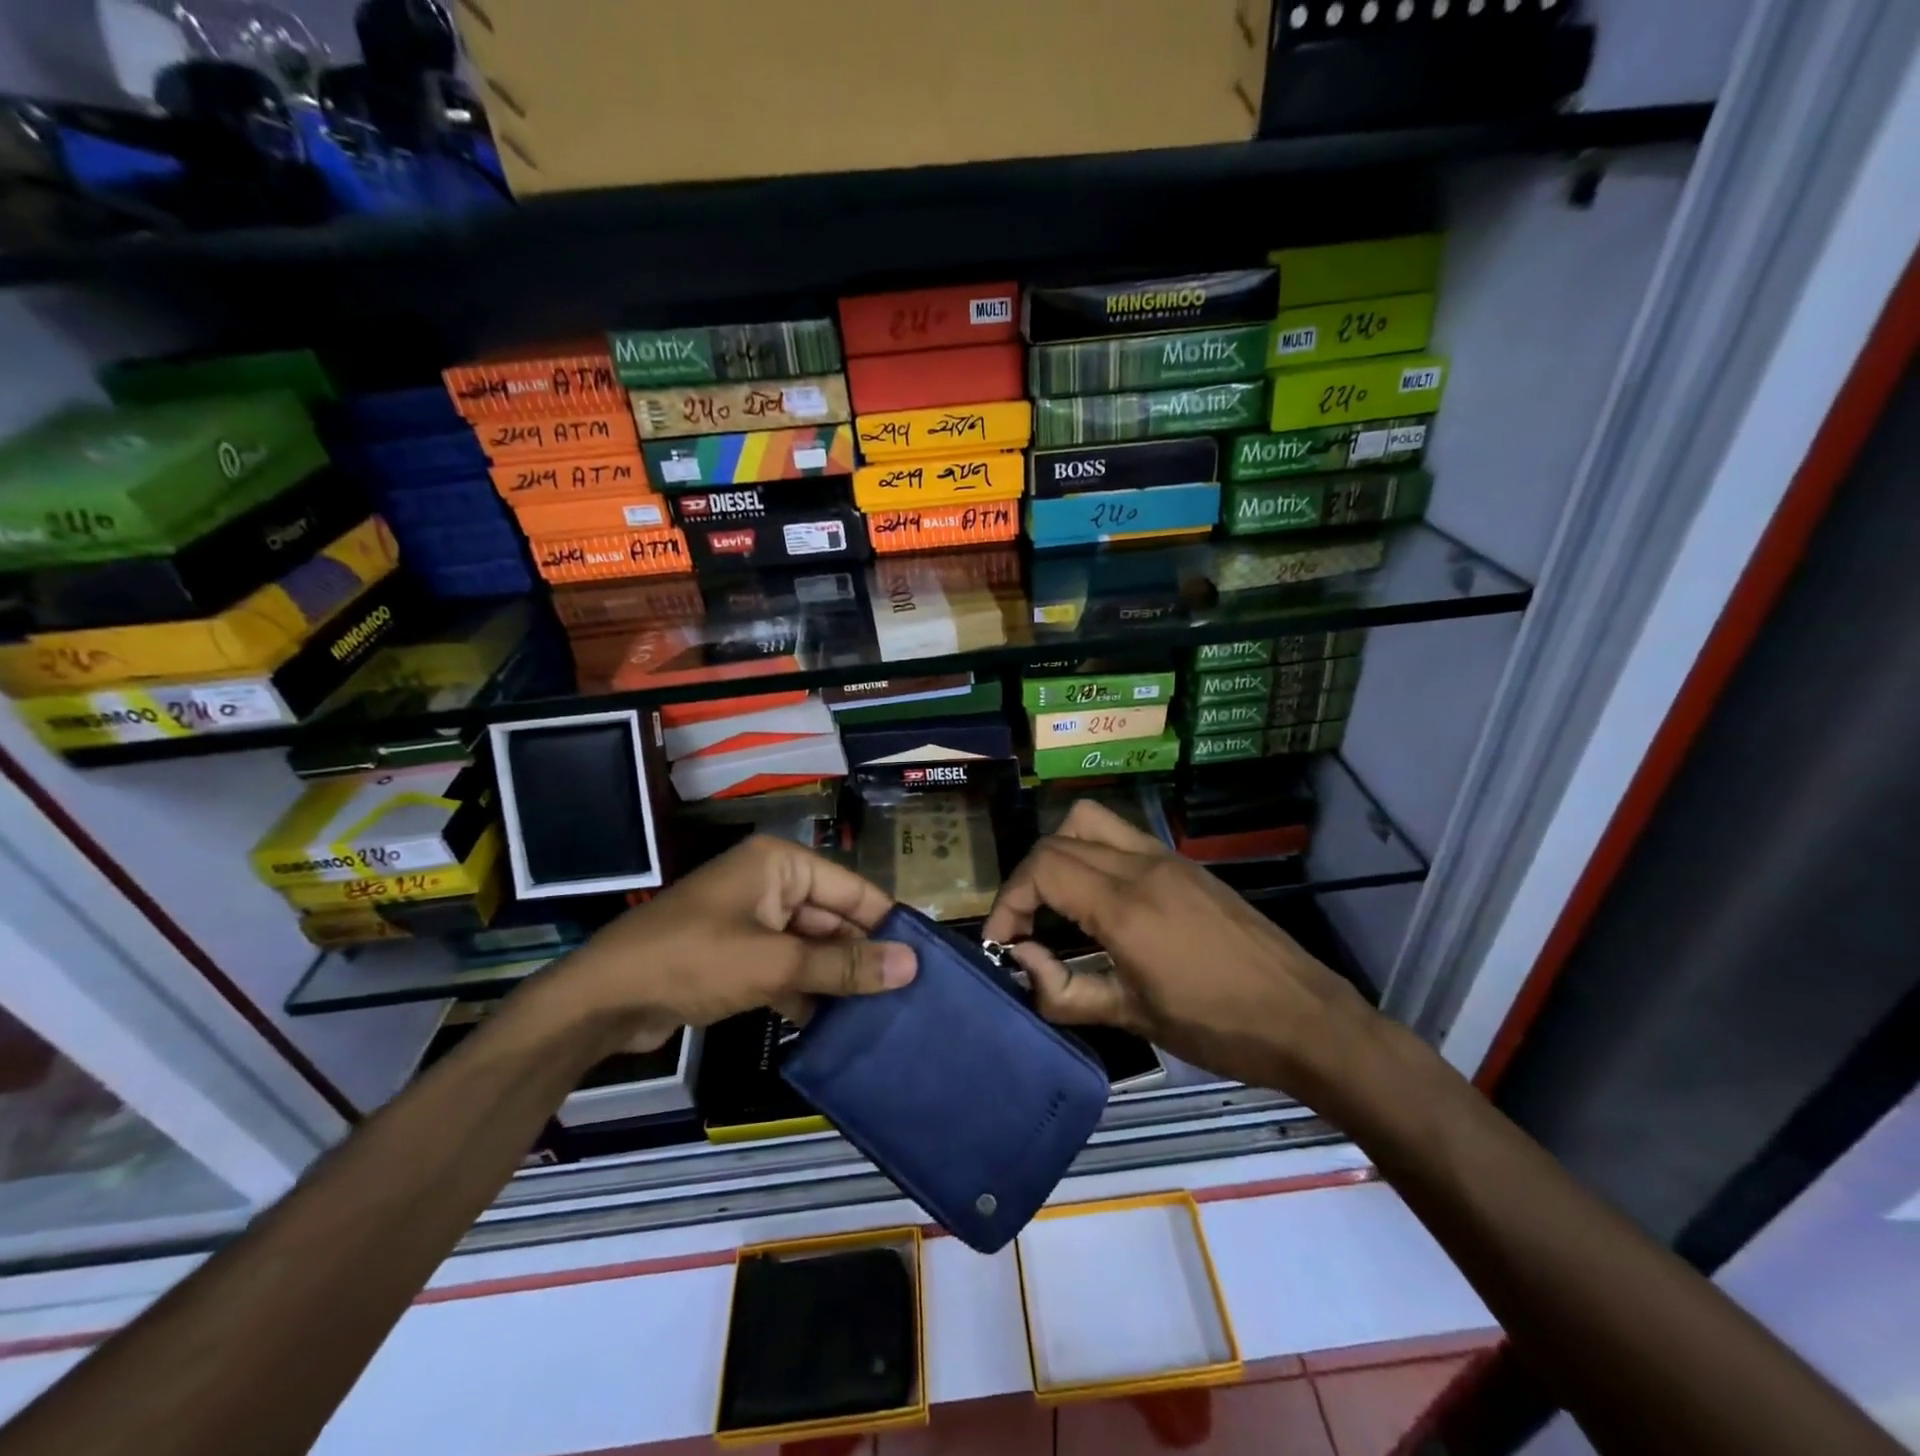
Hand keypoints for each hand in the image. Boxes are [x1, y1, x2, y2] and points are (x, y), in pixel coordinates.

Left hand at [548, 836, 914, 1050]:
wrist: (603, 999)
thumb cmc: (693, 960)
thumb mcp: (775, 962)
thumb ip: (843, 964)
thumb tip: (911, 966)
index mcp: (781, 864)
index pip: (852, 889)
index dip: (887, 923)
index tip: (924, 960)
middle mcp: (770, 884)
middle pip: (832, 919)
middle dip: (862, 956)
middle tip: (907, 996)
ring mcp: (752, 921)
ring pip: (811, 947)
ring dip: (836, 978)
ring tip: (882, 1015)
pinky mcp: (737, 955)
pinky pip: (786, 968)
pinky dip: (805, 992)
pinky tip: (833, 1027)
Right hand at [982, 801, 1377, 1101]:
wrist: (1306, 1019)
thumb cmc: (1218, 1027)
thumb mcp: (1134, 1018)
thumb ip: (1065, 992)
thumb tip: (1023, 961)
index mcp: (1126, 906)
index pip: (1042, 870)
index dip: (1008, 902)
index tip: (1002, 942)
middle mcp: (1142, 867)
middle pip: (1057, 841)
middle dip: (1027, 881)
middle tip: (1024, 928)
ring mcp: (1167, 859)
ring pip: (1089, 823)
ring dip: (1058, 854)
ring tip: (1056, 904)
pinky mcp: (1186, 865)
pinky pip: (1122, 837)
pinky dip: (1092, 854)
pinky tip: (1101, 902)